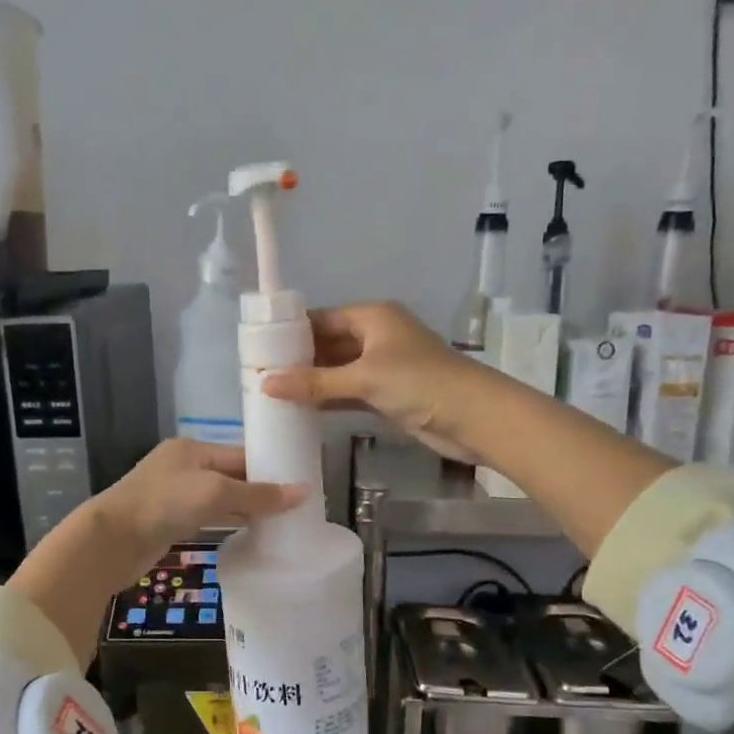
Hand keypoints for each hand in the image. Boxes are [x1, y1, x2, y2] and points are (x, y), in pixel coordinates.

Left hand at [89, 439, 307, 581]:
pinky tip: (249, 533)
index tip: (302, 485)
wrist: (111, 541)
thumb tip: (304, 492)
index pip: (241, 455)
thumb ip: (258, 494)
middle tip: (297, 508)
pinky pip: (208, 516)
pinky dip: (228, 522)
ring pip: (220, 498)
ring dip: (246, 508)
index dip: (271, 469)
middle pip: (232, 475)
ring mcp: (174, 494)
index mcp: (193, 448)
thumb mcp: (215, 492)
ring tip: (281, 522)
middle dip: (261, 490)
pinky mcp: (169, 520)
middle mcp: (184, 466)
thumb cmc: (164, 504)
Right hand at [261, 301, 489, 460]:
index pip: (323, 318)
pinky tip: (302, 410)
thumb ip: (314, 382)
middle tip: (260, 375)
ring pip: (339, 370)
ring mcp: (384, 367)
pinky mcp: (390, 395)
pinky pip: (351, 392)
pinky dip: (330, 399)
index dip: (293, 332)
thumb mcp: (363, 378)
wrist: (473, 417)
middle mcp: (377, 336)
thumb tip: (265, 384)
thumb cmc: (418, 383)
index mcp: (373, 317)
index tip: (259, 349)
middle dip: (299, 359)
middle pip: (330, 343)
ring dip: (313, 382)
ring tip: (273, 393)